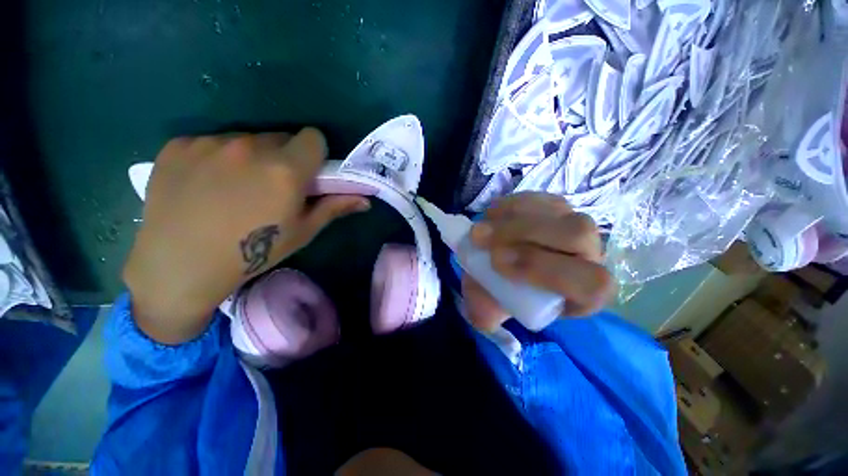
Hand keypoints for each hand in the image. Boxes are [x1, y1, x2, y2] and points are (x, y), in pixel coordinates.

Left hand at [123, 129, 369, 343]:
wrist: (180, 265)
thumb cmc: (253, 253)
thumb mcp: (302, 232)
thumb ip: (334, 208)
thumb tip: (366, 200)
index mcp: (286, 170)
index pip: (314, 137)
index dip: (314, 154)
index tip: (307, 173)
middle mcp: (250, 147)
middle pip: (281, 137)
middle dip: (284, 157)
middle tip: (271, 186)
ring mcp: (210, 142)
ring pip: (247, 138)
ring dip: (251, 157)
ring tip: (234, 188)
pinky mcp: (179, 144)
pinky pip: (212, 142)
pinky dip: (216, 158)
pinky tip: (204, 185)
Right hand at [462, 192, 613, 331]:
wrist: (496, 266)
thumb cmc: (499, 292)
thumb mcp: (487, 310)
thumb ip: (484, 315)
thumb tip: (484, 303)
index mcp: (584, 294)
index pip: (590, 282)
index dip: (542, 269)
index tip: (497, 264)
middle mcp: (589, 257)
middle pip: (578, 235)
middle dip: (524, 234)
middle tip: (482, 239)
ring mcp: (573, 226)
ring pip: (558, 212)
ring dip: (512, 217)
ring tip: (481, 227)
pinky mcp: (555, 207)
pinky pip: (539, 198)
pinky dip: (511, 205)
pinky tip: (491, 216)